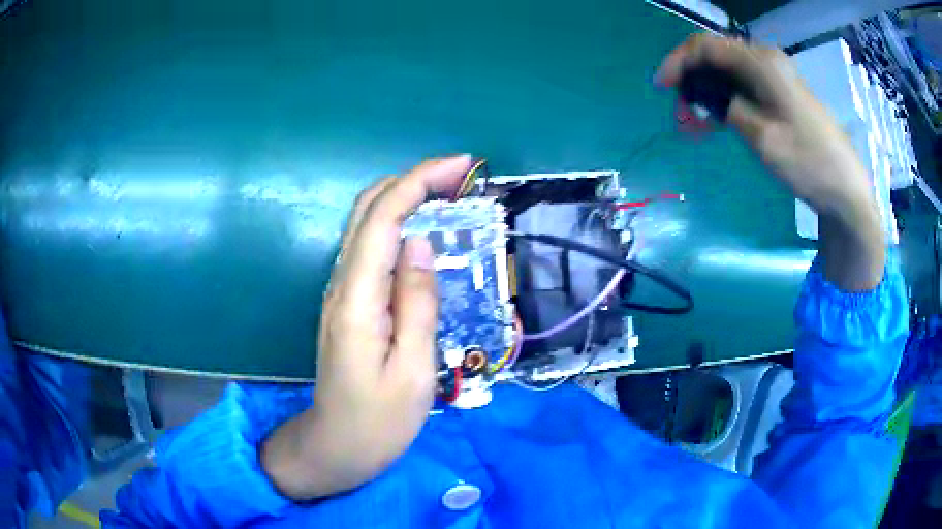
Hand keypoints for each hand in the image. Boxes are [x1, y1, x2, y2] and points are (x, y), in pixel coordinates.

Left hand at [262, 155, 472, 499]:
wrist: (336, 447)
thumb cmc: (379, 422)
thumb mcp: (413, 371)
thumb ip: (416, 303)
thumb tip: (421, 243)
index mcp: (358, 299)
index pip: (384, 218)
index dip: (421, 182)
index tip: (462, 166)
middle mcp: (342, 284)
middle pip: (368, 209)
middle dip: (413, 179)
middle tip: (460, 176)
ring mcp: (340, 292)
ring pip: (366, 224)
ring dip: (406, 197)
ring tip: (450, 195)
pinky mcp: (348, 302)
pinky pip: (370, 248)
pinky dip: (398, 224)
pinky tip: (424, 231)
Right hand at [657, 35, 884, 290]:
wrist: (846, 189)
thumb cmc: (808, 163)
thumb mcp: (762, 136)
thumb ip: (726, 107)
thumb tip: (697, 93)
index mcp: (762, 63)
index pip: (706, 46)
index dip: (679, 61)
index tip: (662, 88)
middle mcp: (767, 60)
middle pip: (716, 55)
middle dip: (692, 78)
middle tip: (680, 112)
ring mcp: (776, 76)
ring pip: (729, 72)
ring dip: (707, 91)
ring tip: (694, 122)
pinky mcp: (782, 94)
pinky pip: (744, 86)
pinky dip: (726, 99)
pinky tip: (717, 120)